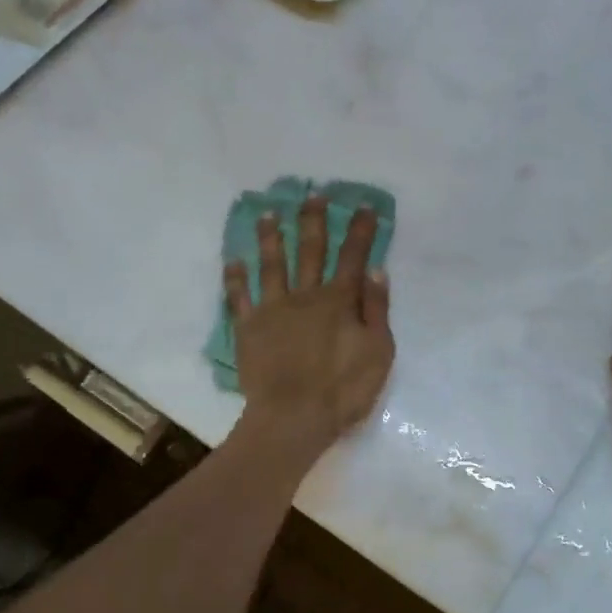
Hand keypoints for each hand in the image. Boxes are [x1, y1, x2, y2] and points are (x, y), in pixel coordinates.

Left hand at [226, 197, 392, 456]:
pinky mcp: (249, 328)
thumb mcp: (378, 352)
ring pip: (272, 264)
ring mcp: (273, 309)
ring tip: (268, 213)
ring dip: (271, 237)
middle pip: (311, 250)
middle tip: (312, 194)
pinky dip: (235, 278)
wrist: (293, 418)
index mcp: (339, 301)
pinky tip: (233, 260)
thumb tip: (376, 269)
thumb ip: (377, 310)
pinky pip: (240, 297)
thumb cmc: (343, 390)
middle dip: (314, 220)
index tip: (362, 205)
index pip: (353, 256)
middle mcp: (305, 295)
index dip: (360, 230)